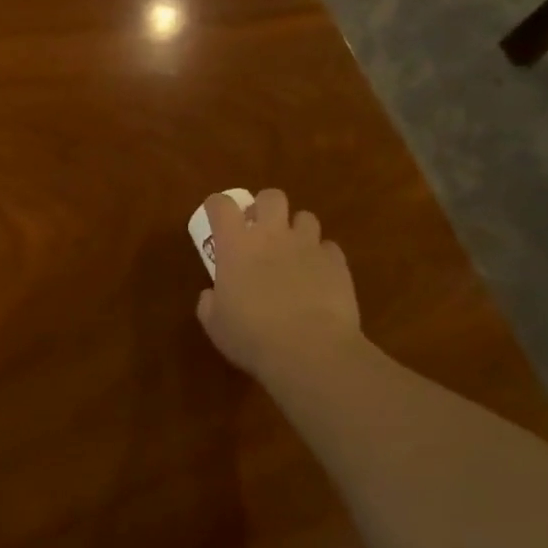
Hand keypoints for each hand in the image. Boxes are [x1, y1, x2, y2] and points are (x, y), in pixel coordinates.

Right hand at [196, 189, 365, 386]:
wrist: (310, 351)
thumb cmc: (252, 337)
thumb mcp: (215, 325)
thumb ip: (209, 303)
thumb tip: (211, 295)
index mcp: (236, 245)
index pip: (222, 206)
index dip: (217, 206)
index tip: (215, 215)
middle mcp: (273, 235)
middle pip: (271, 197)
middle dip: (264, 207)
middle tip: (259, 230)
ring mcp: (308, 246)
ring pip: (305, 217)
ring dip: (296, 230)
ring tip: (292, 253)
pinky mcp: (337, 263)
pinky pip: (328, 248)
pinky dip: (321, 257)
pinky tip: (317, 277)